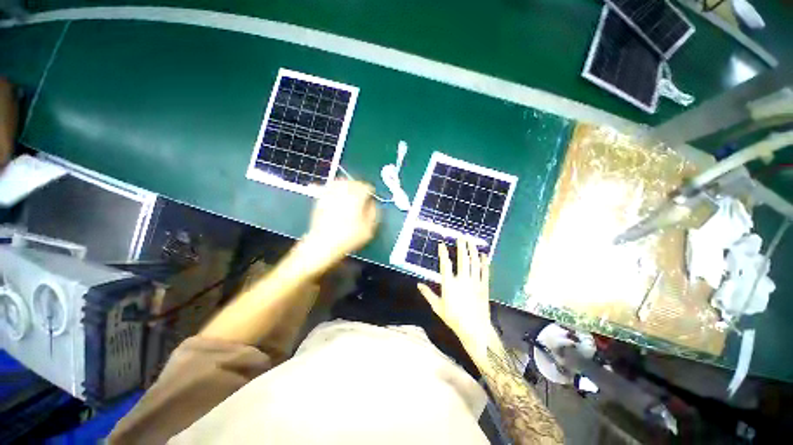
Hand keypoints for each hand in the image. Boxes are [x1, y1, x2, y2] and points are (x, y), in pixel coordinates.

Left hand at [302, 180, 378, 267]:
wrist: (323, 243)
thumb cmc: (348, 237)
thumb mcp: (369, 228)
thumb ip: (373, 213)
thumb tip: (372, 204)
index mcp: (356, 196)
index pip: (366, 187)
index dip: (370, 192)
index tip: (371, 198)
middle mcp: (343, 191)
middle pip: (353, 182)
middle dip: (359, 187)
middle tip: (362, 195)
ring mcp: (330, 194)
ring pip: (340, 182)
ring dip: (347, 185)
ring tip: (351, 193)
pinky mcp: (320, 199)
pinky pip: (329, 188)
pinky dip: (335, 189)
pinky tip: (337, 196)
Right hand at [418, 238, 498, 363]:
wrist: (475, 330)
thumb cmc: (454, 319)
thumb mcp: (438, 307)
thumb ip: (428, 294)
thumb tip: (418, 284)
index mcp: (450, 284)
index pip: (445, 265)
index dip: (443, 253)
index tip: (442, 244)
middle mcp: (462, 280)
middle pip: (462, 260)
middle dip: (462, 246)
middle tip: (461, 236)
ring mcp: (475, 282)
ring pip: (474, 263)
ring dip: (473, 251)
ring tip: (471, 241)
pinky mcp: (484, 286)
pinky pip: (485, 272)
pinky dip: (484, 263)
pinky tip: (484, 255)